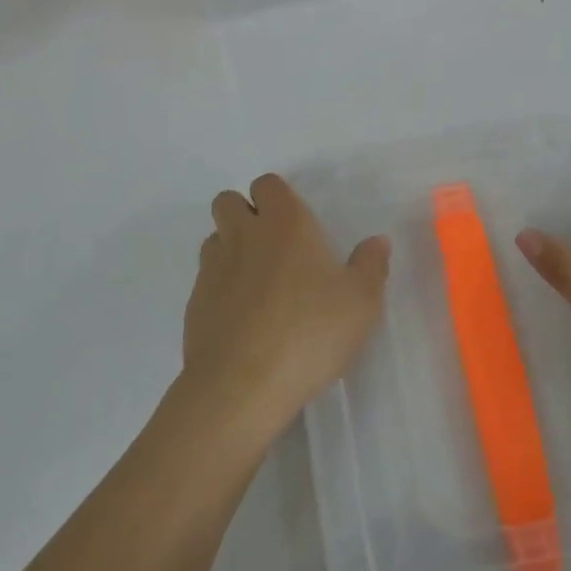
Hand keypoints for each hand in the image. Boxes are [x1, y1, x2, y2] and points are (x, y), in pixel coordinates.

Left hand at [181, 173, 390, 444]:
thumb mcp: (361, 302)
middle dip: (246, 213)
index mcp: (284, 224)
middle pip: (228, 201)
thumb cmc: (309, 333)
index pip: (268, 184)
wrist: (242, 386)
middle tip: (275, 247)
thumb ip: (371, 265)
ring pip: (214, 238)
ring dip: (231, 248)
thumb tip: (376, 242)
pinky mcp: (194, 304)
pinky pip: (205, 279)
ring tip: (259, 282)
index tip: (299, 225)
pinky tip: (243, 318)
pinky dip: (221, 287)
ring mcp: (212, 269)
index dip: (280, 198)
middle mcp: (243, 236)